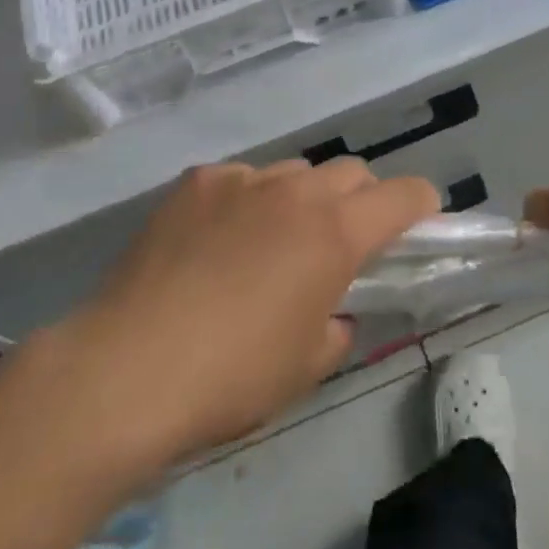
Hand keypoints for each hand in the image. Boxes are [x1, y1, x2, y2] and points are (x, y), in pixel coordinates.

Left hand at [24, 158, 439, 477]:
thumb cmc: (232, 376)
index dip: (420, 203)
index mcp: (334, 232)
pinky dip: (245, 202)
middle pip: (349, 172)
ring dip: (300, 199)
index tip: (421, 220)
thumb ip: (336, 325)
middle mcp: (294, 190)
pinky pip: (239, 180)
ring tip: (269, 244)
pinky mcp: (195, 181)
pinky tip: (215, 244)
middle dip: (360, 200)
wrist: (128, 367)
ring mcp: (241, 179)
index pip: (402, 194)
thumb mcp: (305, 366)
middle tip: (341, 242)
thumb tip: (332, 309)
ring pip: (292, 172)